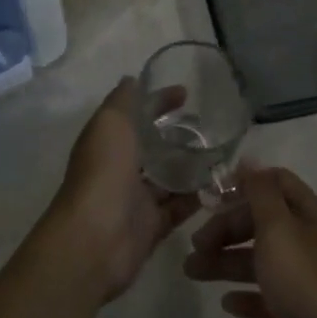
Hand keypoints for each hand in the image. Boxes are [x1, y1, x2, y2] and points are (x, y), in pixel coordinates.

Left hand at [42, 78, 198, 303]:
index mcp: (108, 140)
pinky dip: (195, 197)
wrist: (96, 238)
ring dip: (189, 166)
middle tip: (210, 127)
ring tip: (220, 152)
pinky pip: (178, 208)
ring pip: (167, 177)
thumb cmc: (103, 171)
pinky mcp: (152, 226)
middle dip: (177, 135)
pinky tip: (218, 184)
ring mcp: (136, 198)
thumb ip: (123, 100)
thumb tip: (133, 79)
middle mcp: (120, 167)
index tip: (186, 93)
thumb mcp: (111, 122)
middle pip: (152, 146)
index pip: (136, 113)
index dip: (158, 101)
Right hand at [184, 165, 316, 317]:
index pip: (275, 183)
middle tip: (195, 244)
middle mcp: (308, 241)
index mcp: (307, 214)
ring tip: (192, 272)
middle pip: (262, 222)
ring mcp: (306, 279)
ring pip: (260, 260)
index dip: (244, 184)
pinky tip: (226, 303)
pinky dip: (246, 295)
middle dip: (226, 228)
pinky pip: (267, 296)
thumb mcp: (278, 228)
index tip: (212, 196)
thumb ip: (261, 192)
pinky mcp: (301, 315)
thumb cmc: (305, 283)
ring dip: (226, 262)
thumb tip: (249, 160)